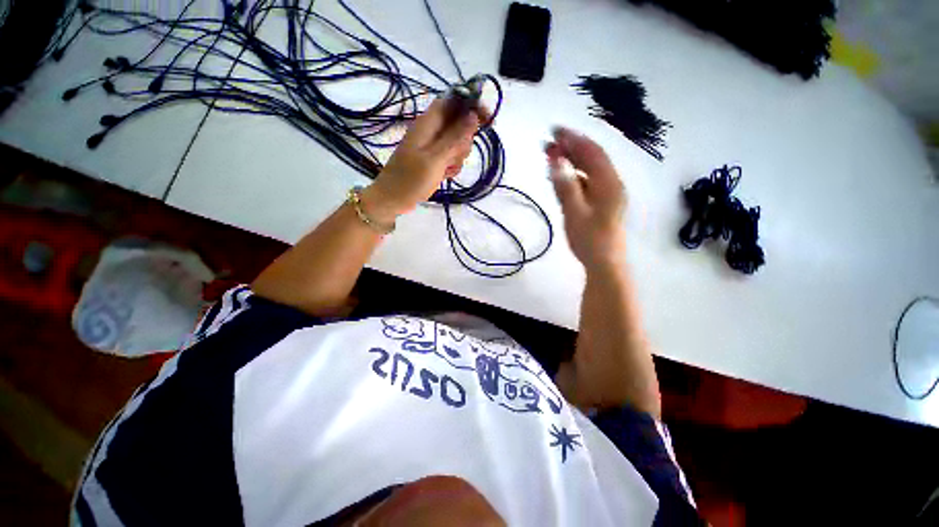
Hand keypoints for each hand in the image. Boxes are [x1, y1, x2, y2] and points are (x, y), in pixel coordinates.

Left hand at [364, 98, 482, 222]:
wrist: (393, 199)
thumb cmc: (411, 179)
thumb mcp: (436, 159)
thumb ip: (455, 137)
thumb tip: (473, 115)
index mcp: (428, 123)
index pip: (454, 101)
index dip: (471, 105)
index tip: (487, 119)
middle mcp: (431, 130)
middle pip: (459, 124)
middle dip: (464, 139)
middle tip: (455, 156)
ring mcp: (432, 146)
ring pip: (457, 142)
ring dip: (458, 155)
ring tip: (447, 168)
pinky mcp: (433, 159)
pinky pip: (451, 157)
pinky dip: (452, 165)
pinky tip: (445, 175)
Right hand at [545, 127, 627, 269]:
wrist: (604, 264)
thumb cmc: (590, 240)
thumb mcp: (575, 213)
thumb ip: (566, 186)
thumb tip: (555, 160)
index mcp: (609, 183)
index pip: (592, 152)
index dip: (574, 139)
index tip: (554, 131)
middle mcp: (611, 183)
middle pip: (591, 158)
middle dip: (570, 148)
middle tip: (548, 143)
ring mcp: (606, 193)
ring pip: (588, 170)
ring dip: (571, 161)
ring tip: (551, 155)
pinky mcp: (600, 203)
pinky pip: (586, 182)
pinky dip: (573, 176)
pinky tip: (561, 177)